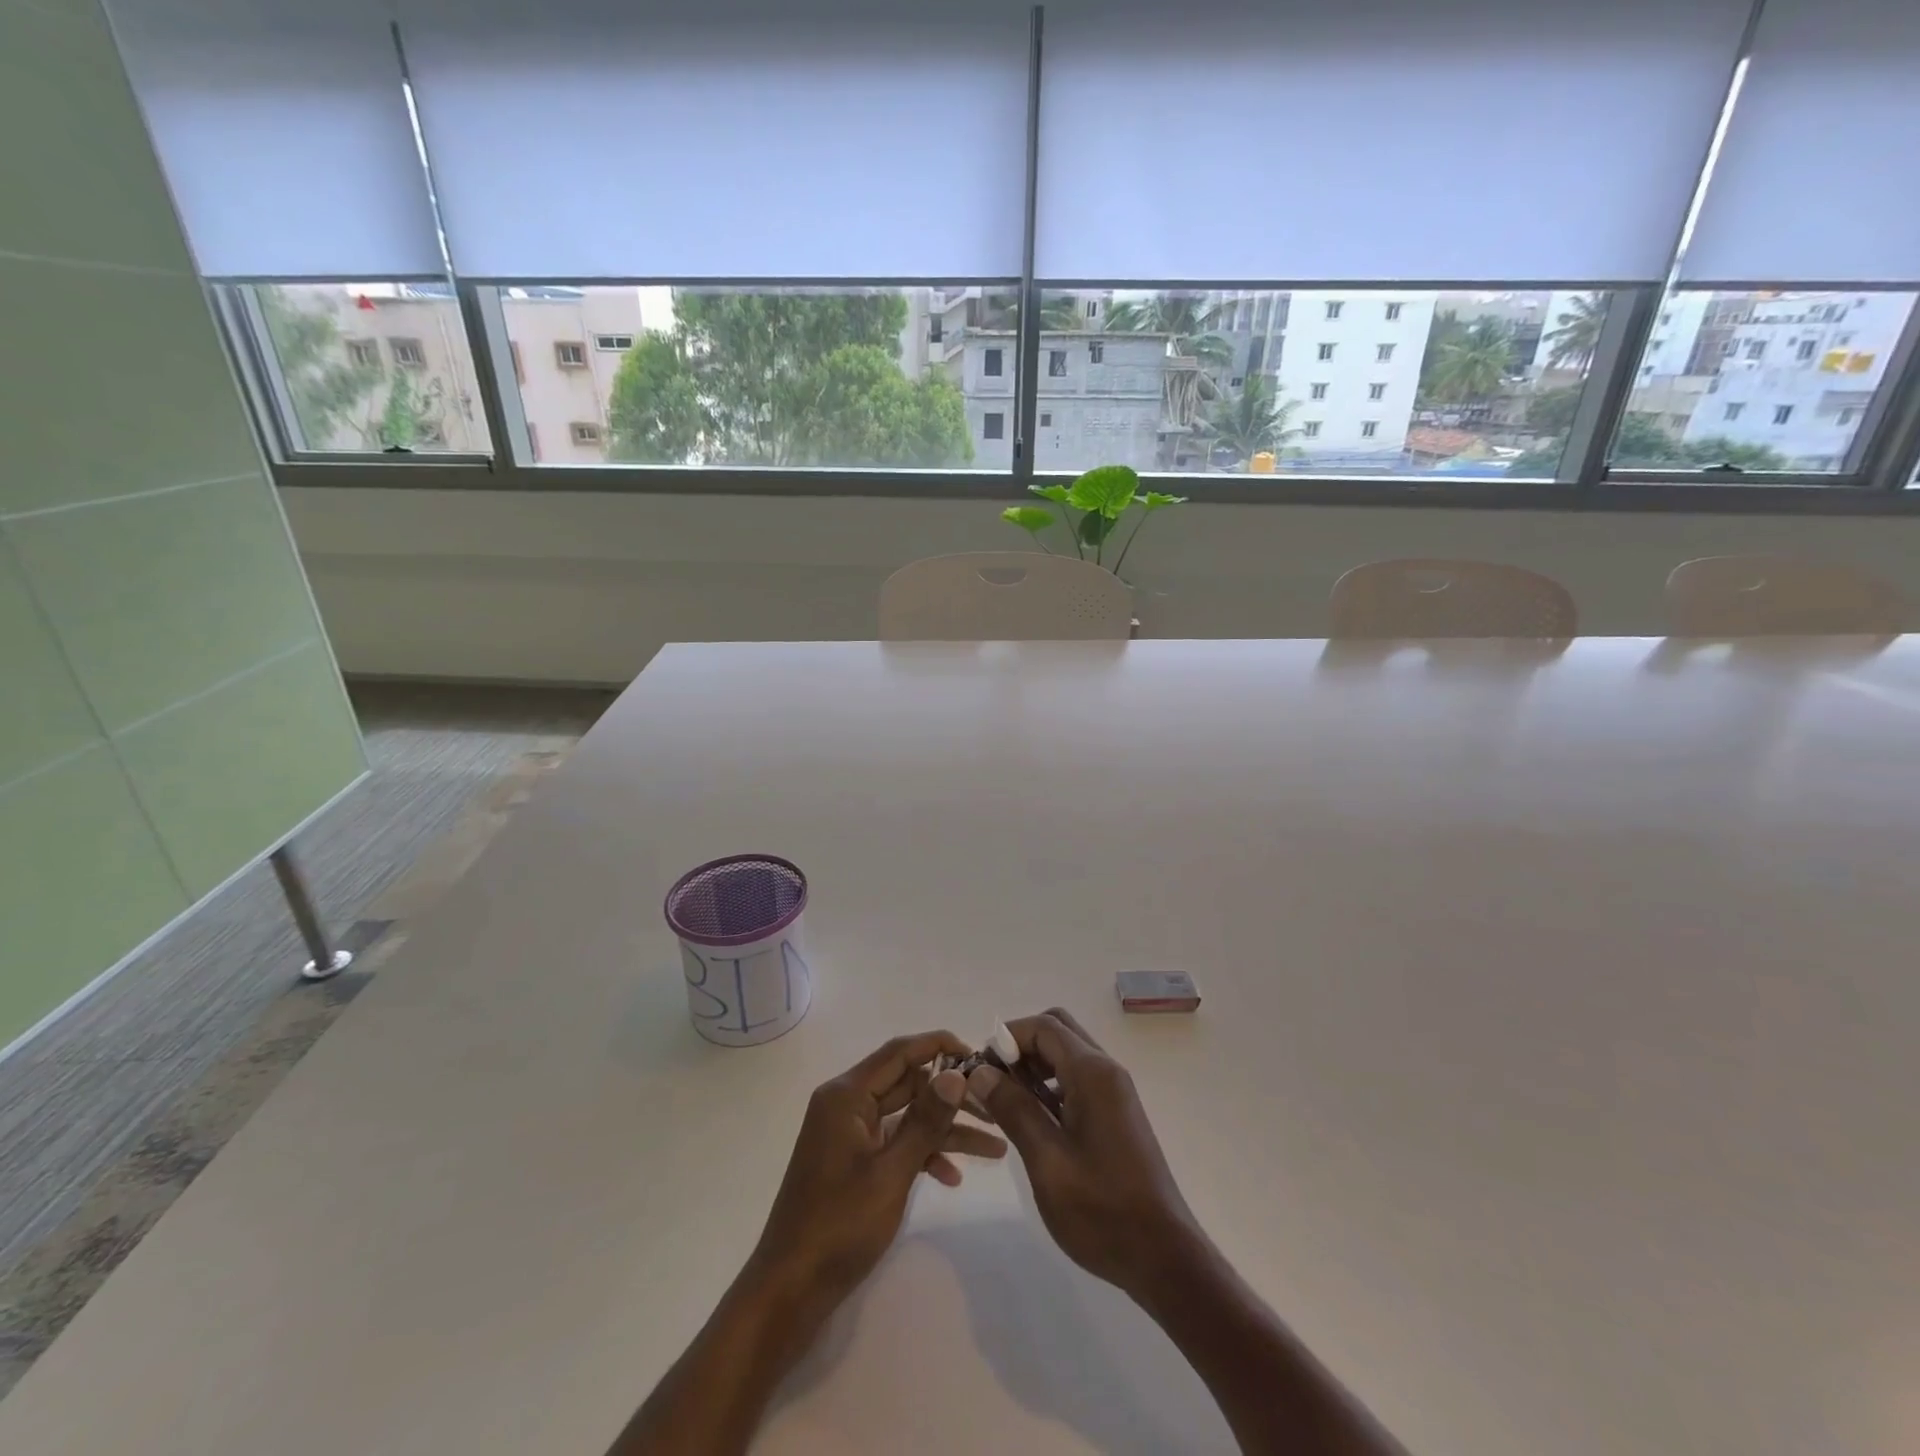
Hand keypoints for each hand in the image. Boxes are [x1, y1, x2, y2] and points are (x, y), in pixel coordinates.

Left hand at [750, 1031, 1007, 1310]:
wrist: (790, 1291)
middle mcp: (846, 1104)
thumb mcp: (891, 1173)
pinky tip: (953, 1178)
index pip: (899, 1052)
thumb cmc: (839, 1226)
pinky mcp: (853, 1160)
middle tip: (994, 1109)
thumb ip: (926, 1120)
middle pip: (907, 1082)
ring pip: (907, 1115)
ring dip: (945, 1129)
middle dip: (951, 1095)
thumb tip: (956, 1073)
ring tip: (994, 1147)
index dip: (940, 1046)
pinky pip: (895, 1142)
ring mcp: (849, 1133)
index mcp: (846, 1095)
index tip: (980, 1057)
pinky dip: (922, 1154)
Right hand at [965, 1008, 1196, 1300]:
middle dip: (1020, 1046)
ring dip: (1033, 1066)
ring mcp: (1114, 1092)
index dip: (1007, 1037)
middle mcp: (1106, 1071)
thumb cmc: (1102, 1210)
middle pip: (1058, 1031)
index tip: (980, 1067)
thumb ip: (1013, 1109)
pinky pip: (1077, 1079)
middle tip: (993, 1082)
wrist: (1164, 1257)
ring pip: (1067, 1055)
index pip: (1044, 1026)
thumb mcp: (1047, 1160)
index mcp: (1092, 1073)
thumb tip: (980, 1071)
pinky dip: (1050, 1085)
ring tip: (1005, 1103)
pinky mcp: (1115, 1114)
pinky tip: (1032, 1120)